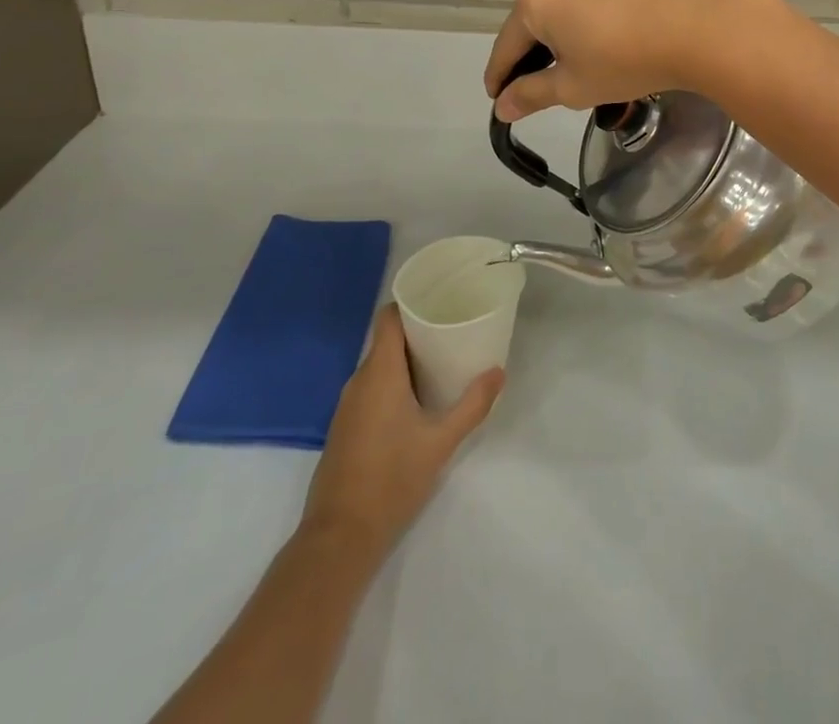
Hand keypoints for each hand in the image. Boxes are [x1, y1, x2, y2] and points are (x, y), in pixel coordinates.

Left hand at [302, 306, 502, 559]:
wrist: (339, 538)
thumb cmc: (392, 479)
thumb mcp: (441, 441)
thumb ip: (472, 405)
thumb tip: (498, 372)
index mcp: (379, 372)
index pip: (388, 317)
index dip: (411, 303)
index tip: (439, 300)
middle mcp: (358, 381)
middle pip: (387, 340)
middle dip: (418, 333)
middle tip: (453, 332)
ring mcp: (347, 406)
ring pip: (379, 367)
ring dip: (406, 361)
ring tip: (441, 363)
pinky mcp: (345, 428)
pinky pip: (371, 389)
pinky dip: (393, 384)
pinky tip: (417, 401)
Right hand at [485, 0, 750, 120]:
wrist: (701, 27)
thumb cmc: (629, 62)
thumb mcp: (575, 88)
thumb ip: (531, 94)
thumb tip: (501, 107)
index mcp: (536, 0)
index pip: (509, 43)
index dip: (501, 73)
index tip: (497, 92)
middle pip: (544, 7)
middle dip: (548, 36)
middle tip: (566, 63)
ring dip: (581, 2)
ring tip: (607, 29)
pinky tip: (634, 0)